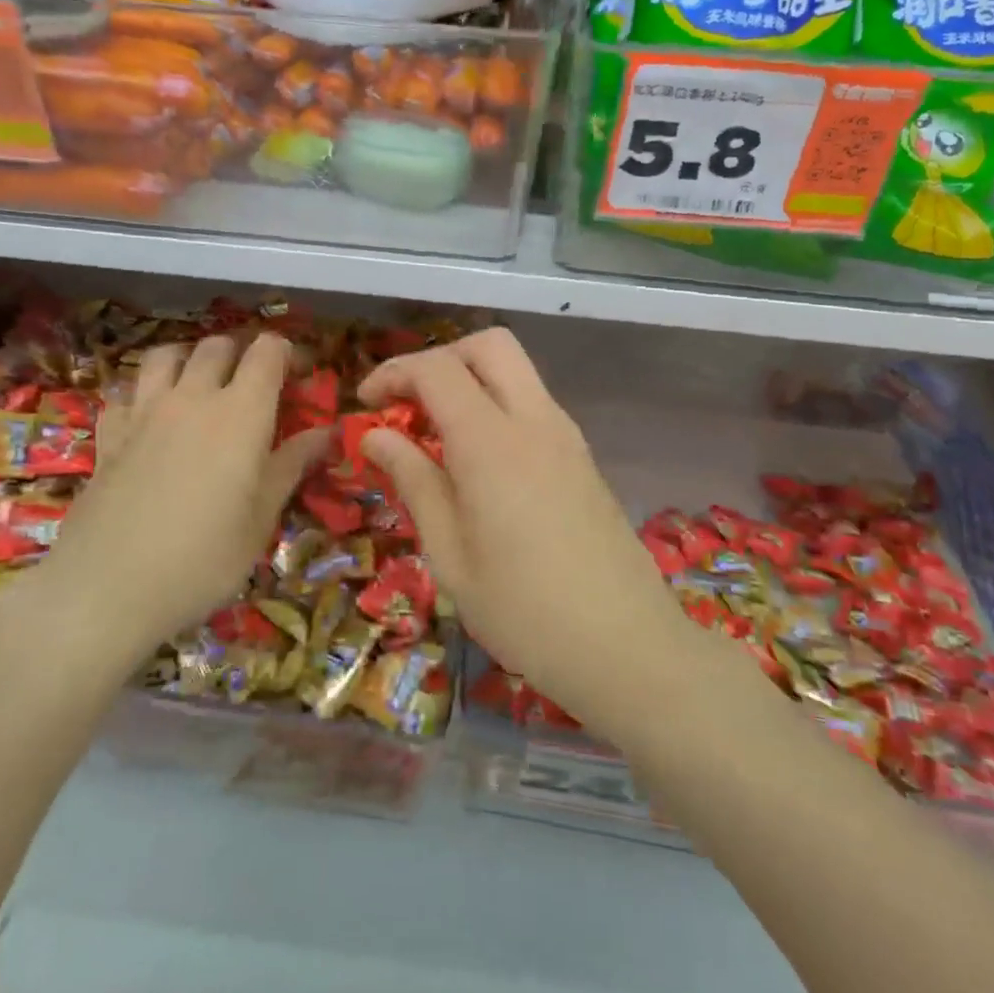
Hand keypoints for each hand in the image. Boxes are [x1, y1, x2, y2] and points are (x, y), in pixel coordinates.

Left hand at [13, 332, 329, 651]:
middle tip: (254, 387)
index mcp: (241, 412)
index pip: (267, 351)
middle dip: (241, 354)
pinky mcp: (108, 435)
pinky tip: (149, 420)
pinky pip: (126, 393)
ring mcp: (144, 412)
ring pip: (166, 355)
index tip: (299, 377)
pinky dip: (143, 394)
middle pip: (217, 346)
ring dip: (188, 360)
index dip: (287, 353)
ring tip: (200, 388)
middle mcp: (192, 397)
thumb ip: (292, 465)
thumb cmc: (203, 558)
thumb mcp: (262, 518)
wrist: (106, 588)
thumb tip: (326, 433)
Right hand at [358, 329, 692, 736]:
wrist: (627, 647)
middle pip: (489, 345)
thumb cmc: (524, 611)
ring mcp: (567, 436)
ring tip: (436, 435)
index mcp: (493, 442)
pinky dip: (497, 406)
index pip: (438, 370)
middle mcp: (535, 421)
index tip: (366, 406)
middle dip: (440, 358)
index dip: (394, 374)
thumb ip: (414, 482)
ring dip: (471, 381)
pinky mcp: (583, 457)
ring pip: (516, 371)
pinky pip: (533, 404)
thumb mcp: (450, 554)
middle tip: (407, 404)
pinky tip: (478, 461)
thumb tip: (377, 436)